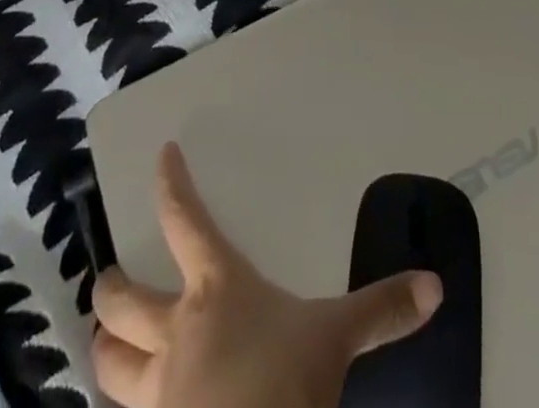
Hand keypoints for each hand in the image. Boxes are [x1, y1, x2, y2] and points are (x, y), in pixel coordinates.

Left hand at [92, 142, 442, 407]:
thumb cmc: (285, 384)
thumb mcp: (335, 340)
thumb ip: (380, 310)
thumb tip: (434, 285)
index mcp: (215, 289)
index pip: (185, 219)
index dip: (172, 183)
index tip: (163, 154)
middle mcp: (175, 331)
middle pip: (120, 301)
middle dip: (108, 287)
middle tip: (106, 278)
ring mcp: (156, 391)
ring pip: (108, 364)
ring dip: (104, 347)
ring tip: (104, 339)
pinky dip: (124, 402)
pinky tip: (133, 402)